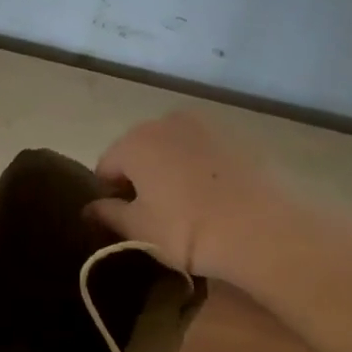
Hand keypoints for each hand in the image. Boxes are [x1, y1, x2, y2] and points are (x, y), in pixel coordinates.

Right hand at [88, 112, 286, 279]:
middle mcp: (167, 121)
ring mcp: (207, 125)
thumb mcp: (138, 229)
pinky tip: (212, 198)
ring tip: (185, 207)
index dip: (108, 195)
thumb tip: (90, 208)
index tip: (120, 220)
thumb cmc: (186, 229)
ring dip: (171, 171)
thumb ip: (109, 213)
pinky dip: (201, 170)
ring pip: (175, 149)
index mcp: (135, 141)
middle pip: (140, 151)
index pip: (106, 167)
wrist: (261, 230)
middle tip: (152, 215)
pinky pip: (205, 153)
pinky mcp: (239, 138)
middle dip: (140, 178)